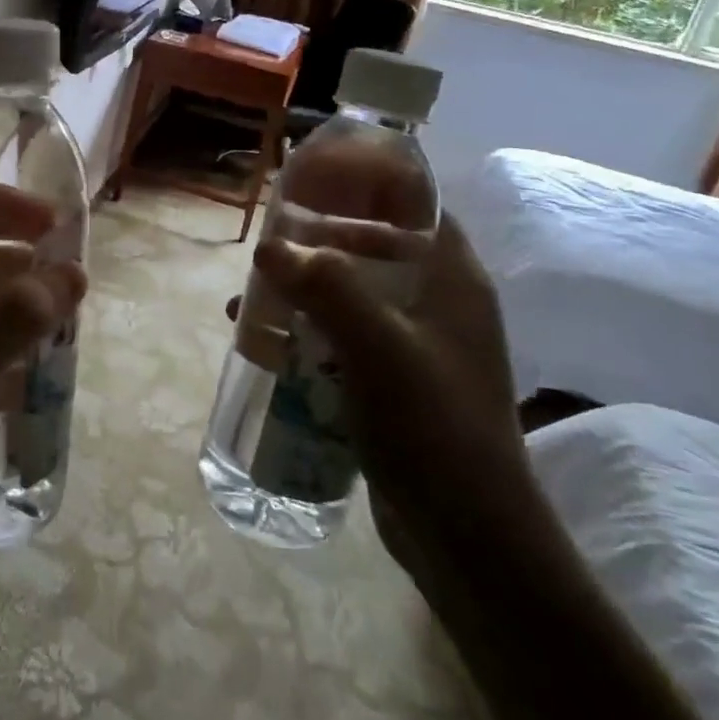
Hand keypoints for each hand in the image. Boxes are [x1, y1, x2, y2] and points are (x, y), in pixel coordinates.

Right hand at [251, 214, 528, 553]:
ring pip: (353, 297)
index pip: (417, 208)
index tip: (312, 184)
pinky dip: (308, 335)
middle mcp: (438, 305)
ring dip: (303, 294)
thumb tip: (269, 247)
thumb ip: (325, 286)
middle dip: (317, 246)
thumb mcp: (377, 345)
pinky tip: (266, 348)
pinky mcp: (395, 384)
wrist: (467, 534)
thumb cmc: (432, 425)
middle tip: (268, 247)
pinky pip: (345, 340)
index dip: (370, 187)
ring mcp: (417, 347)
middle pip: (375, 250)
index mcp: (452, 280)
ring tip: (251, 301)